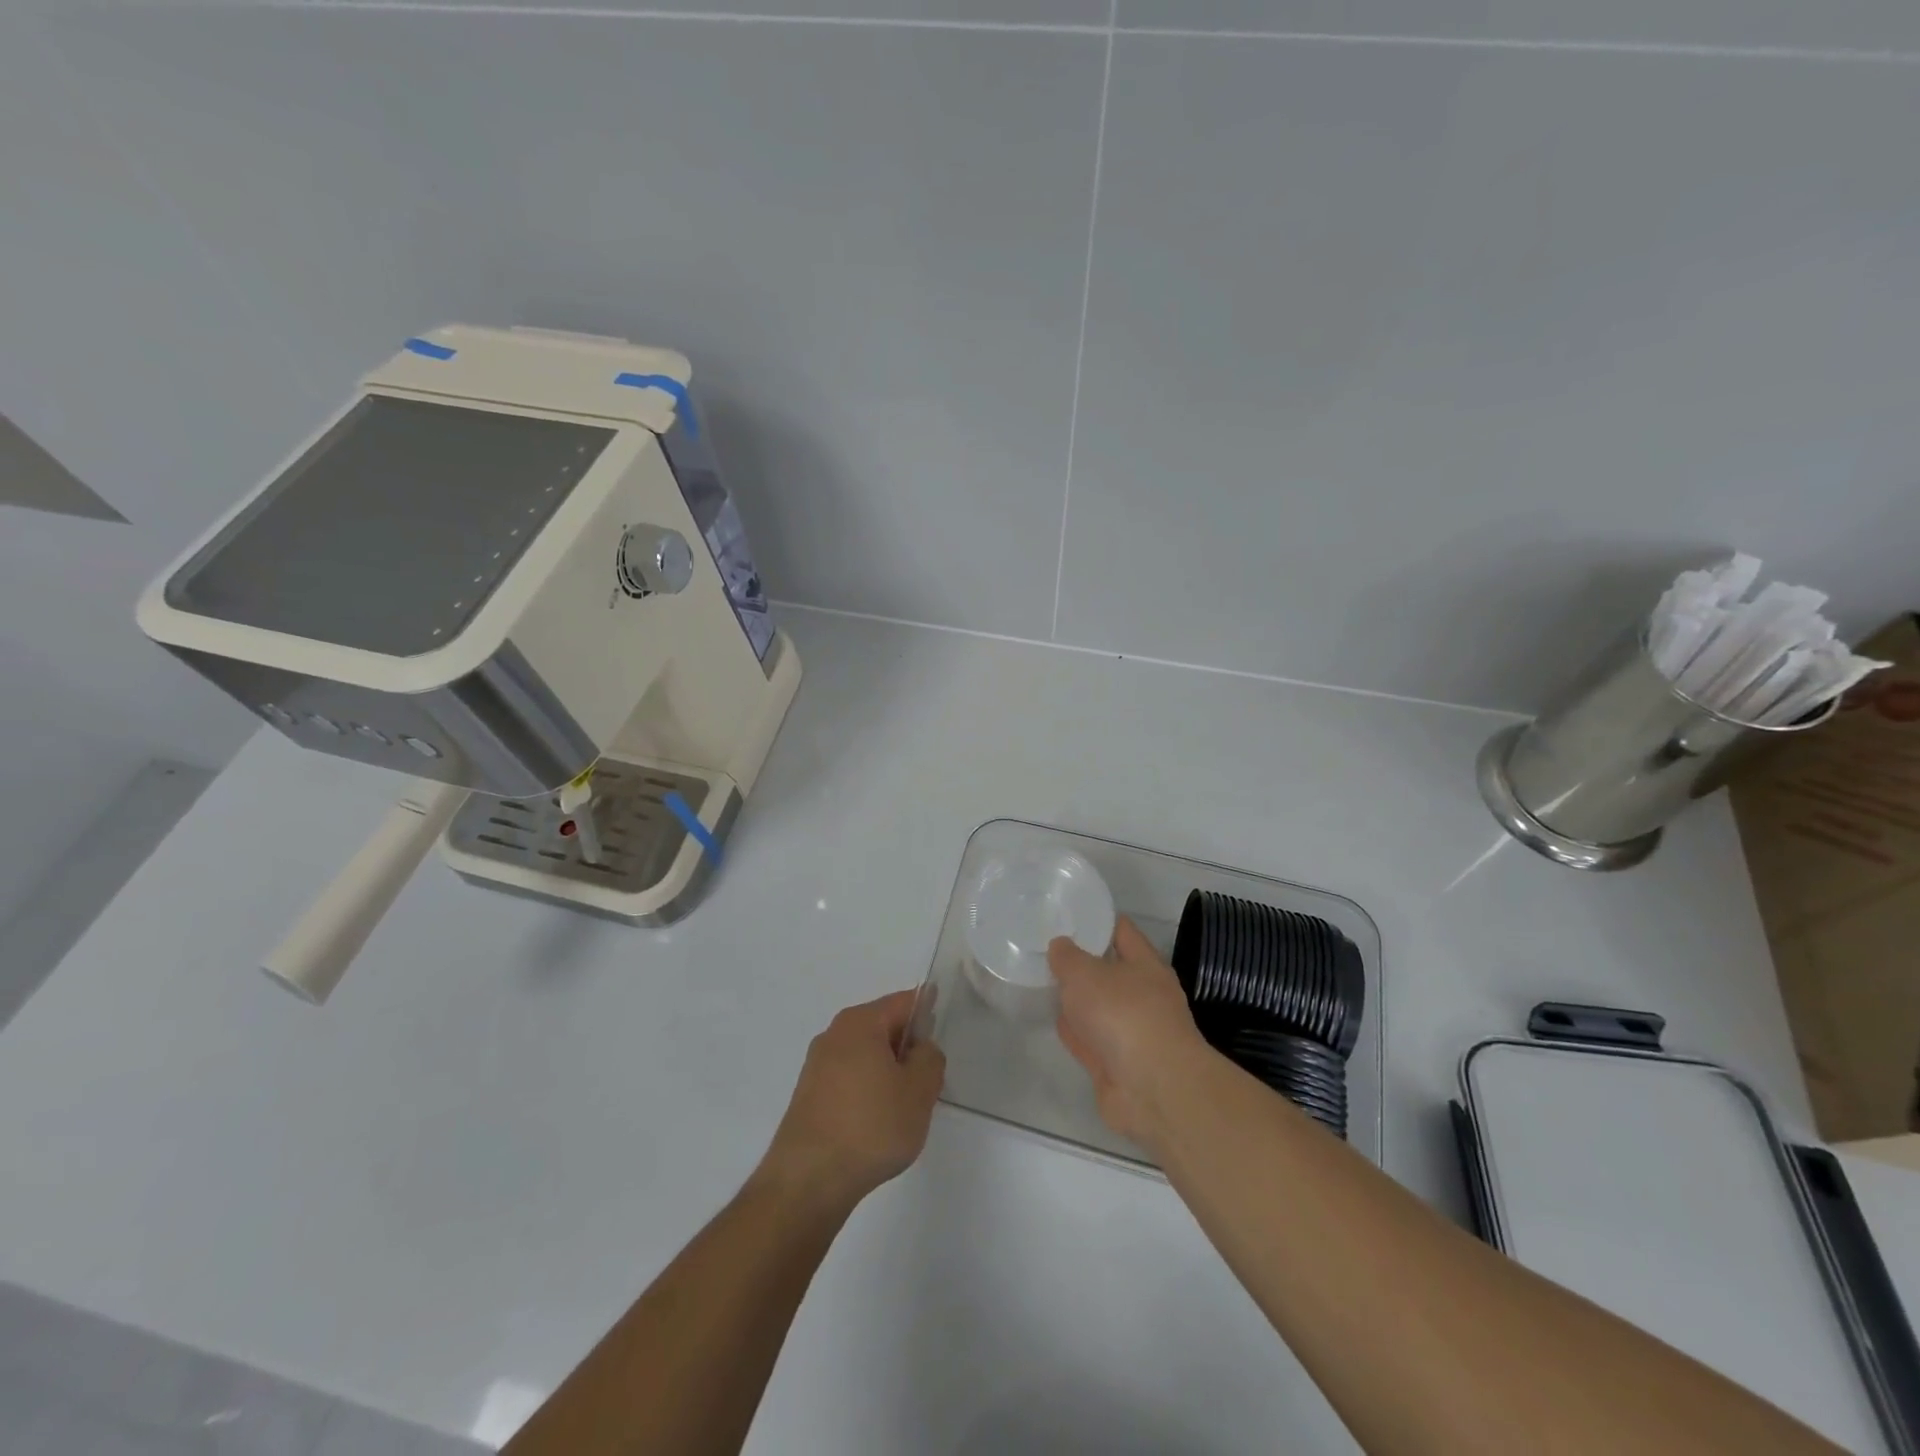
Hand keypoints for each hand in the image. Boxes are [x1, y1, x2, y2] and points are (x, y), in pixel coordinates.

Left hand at [758, 990, 944, 1213]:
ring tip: (904, 1108)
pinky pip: (850, 1080)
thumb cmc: (870, 1127)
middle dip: (908, 1048)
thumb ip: (930, 1059)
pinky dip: (868, 1091)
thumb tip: (921, 1049)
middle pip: (883, 1028)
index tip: (944, 1035)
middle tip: (929, 1081)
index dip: (928, 1012)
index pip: (904, 1002)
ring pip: (866, 1056)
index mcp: (860, 1022)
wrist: (808, 1181)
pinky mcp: (809, 1096)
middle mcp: (834, 1035)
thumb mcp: (919, 1091)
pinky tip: (877, 1124)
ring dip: (888, 1073)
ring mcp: (817, 1066)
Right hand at [1049, 917, 1209, 1144]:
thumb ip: (1067, 957)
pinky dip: (1075, 1032)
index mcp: (1146, 965)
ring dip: (1078, 1000)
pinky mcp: (1117, 1065)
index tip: (1070, 914)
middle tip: (1047, 950)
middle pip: (1109, 971)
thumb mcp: (1085, 973)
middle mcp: (1143, 995)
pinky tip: (1055, 1022)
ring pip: (1099, 1008)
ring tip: (1045, 982)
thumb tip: (1060, 945)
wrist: (1151, 1089)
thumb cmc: (1123, 1014)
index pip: (1122, 932)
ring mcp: (1132, 1033)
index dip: (1098, 920)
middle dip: (1082, 962)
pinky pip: (1091, 1040)